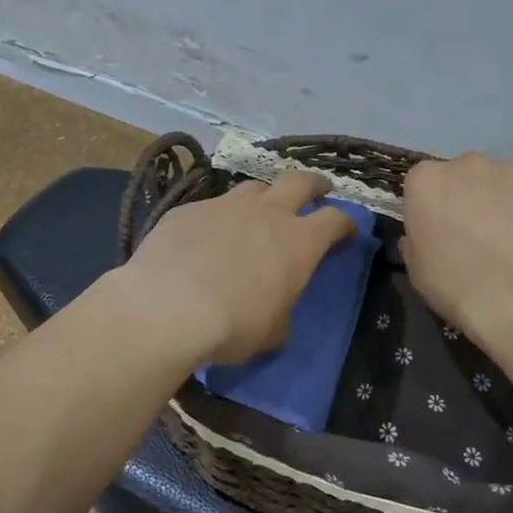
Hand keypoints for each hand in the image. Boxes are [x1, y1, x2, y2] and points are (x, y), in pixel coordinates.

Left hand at [120, 169, 356, 364]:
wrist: (167, 308)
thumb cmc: (233, 325)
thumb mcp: (273, 332)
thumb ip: (282, 309)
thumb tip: (276, 307)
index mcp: (300, 241)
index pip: (335, 219)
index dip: (344, 224)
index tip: (345, 233)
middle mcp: (267, 212)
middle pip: (300, 181)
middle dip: (314, 185)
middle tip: (316, 192)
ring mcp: (225, 205)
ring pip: (253, 188)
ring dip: (263, 198)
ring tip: (257, 214)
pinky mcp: (188, 210)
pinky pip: (211, 207)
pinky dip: (217, 219)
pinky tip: (205, 238)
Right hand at [403, 153, 512, 350]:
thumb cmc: (455, 285)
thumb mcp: (417, 269)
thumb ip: (417, 241)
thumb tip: (429, 233)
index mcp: (426, 180)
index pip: (425, 185)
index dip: (434, 210)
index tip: (442, 234)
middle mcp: (467, 163)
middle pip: (465, 176)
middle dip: (470, 199)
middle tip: (480, 237)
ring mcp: (511, 168)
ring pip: (504, 182)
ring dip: (505, 203)